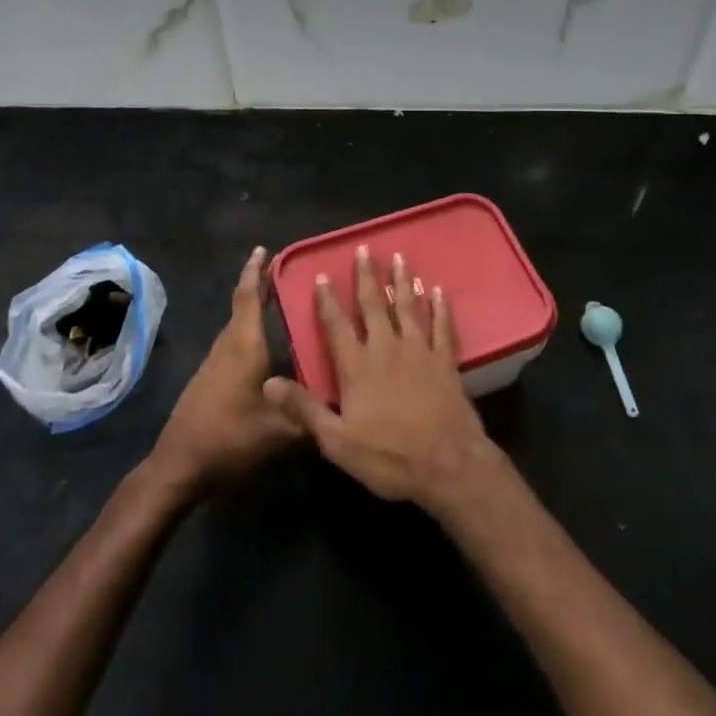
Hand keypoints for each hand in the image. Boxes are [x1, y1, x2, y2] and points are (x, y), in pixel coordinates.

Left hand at [149, 247, 301, 494]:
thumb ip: (313, 413)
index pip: (248, 297)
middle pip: (242, 307)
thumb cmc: (230, 440)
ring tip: (281, 307)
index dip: (256, 271)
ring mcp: (214, 364)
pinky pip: (233, 344)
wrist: (179, 466)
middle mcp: (227, 347)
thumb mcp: (281, 432)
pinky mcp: (209, 380)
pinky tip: (266, 350)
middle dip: (260, 287)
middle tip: (285, 275)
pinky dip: (249, 333)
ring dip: (254, 311)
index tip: (264, 249)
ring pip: (237, 327)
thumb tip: (344, 401)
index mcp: (244, 346)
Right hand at [264, 246, 493, 507]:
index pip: (336, 325)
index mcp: (357, 366)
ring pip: (408, 307)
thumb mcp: (336, 441)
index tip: (322, 276)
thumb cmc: (388, 456)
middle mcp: (386, 348)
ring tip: (399, 257)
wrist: (447, 465)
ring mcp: (419, 351)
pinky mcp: (445, 361)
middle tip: (364, 249)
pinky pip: (442, 327)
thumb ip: (303, 408)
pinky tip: (439, 291)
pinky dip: (440, 307)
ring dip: (403, 281)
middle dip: (367, 276)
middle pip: (374, 305)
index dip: (327, 300)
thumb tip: (268, 383)